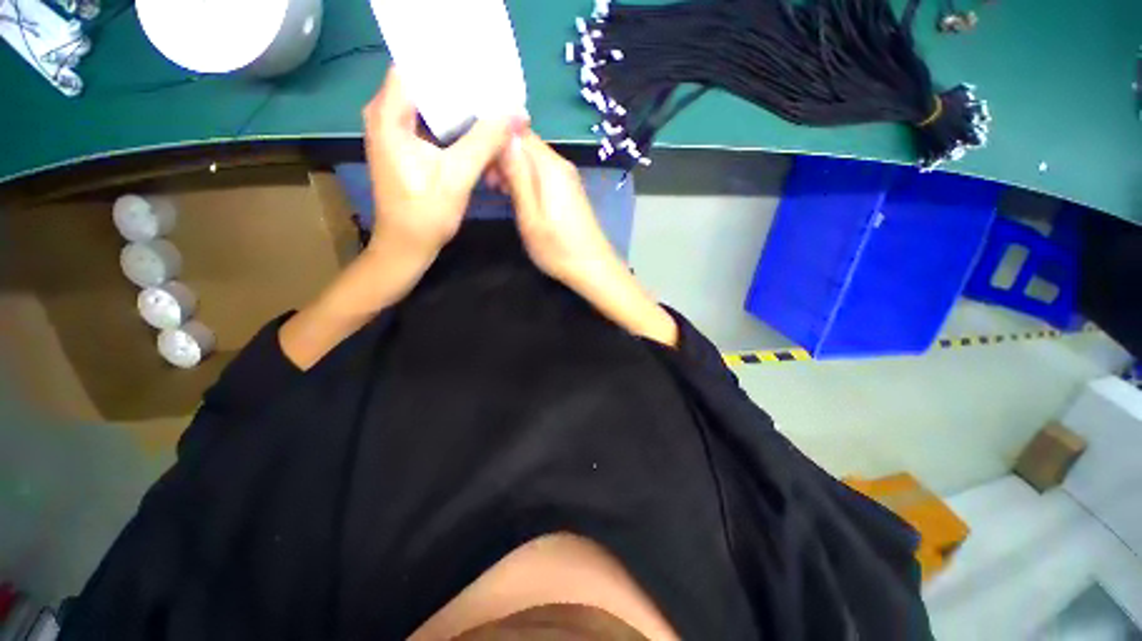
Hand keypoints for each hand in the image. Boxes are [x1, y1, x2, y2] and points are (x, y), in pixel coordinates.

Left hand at [280, 69, 525, 369]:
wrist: (407, 248)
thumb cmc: (425, 217)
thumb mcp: (457, 177)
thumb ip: (485, 141)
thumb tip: (515, 112)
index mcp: (389, 114)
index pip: (417, 65)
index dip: (450, 62)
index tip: (484, 66)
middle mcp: (388, 114)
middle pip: (427, 82)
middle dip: (463, 84)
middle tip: (497, 87)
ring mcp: (397, 130)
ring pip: (433, 103)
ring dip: (463, 106)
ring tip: (494, 105)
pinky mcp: (408, 145)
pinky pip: (436, 123)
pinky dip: (458, 125)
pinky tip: (481, 129)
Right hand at [498, 131, 623, 290]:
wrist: (593, 268)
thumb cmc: (557, 248)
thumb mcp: (530, 216)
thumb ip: (518, 176)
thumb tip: (503, 136)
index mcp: (550, 167)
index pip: (518, 132)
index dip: (495, 141)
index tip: (480, 164)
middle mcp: (561, 165)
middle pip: (526, 143)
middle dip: (502, 156)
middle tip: (488, 184)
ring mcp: (567, 178)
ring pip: (533, 159)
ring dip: (513, 169)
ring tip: (499, 192)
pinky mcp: (568, 190)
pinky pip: (542, 173)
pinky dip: (526, 179)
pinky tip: (518, 196)